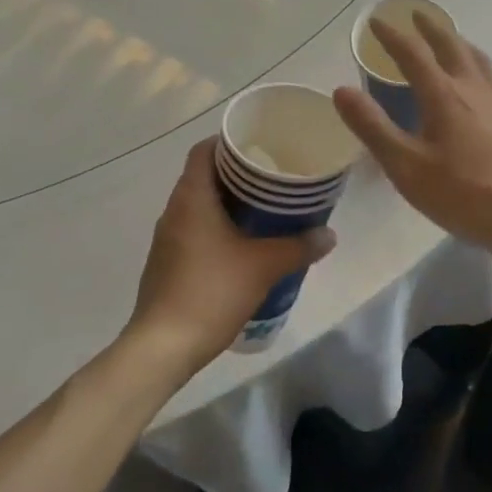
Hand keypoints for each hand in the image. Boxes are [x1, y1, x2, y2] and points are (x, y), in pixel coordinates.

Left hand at [127, 138, 336, 369]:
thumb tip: (329, 234)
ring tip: (264, 207)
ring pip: (199, 204)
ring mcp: (167, 239)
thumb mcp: (264, 266)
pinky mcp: (167, 263)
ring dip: (228, 201)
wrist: (161, 349)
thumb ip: (299, 246)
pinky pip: (194, 229)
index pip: (204, 150)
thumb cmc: (211, 292)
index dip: (229, 142)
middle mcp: (174, 210)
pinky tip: (242, 243)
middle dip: (237, 173)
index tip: (259, 145)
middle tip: (273, 176)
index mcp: (191, 197)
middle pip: (204, 175)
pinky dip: (217, 226)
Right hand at [332, 12, 491, 262]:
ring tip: (448, 37)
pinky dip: (474, 60)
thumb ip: (373, 127)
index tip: (375, 21)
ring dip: (456, 40)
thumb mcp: (406, 167)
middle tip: (415, 14)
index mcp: (443, 95)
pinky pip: (489, 73)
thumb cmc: (462, 193)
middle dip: (429, 27)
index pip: (413, 54)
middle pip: (450, 45)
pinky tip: (477, 78)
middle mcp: (472, 87)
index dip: (391, 36)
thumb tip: (341, 90)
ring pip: (475, 57)